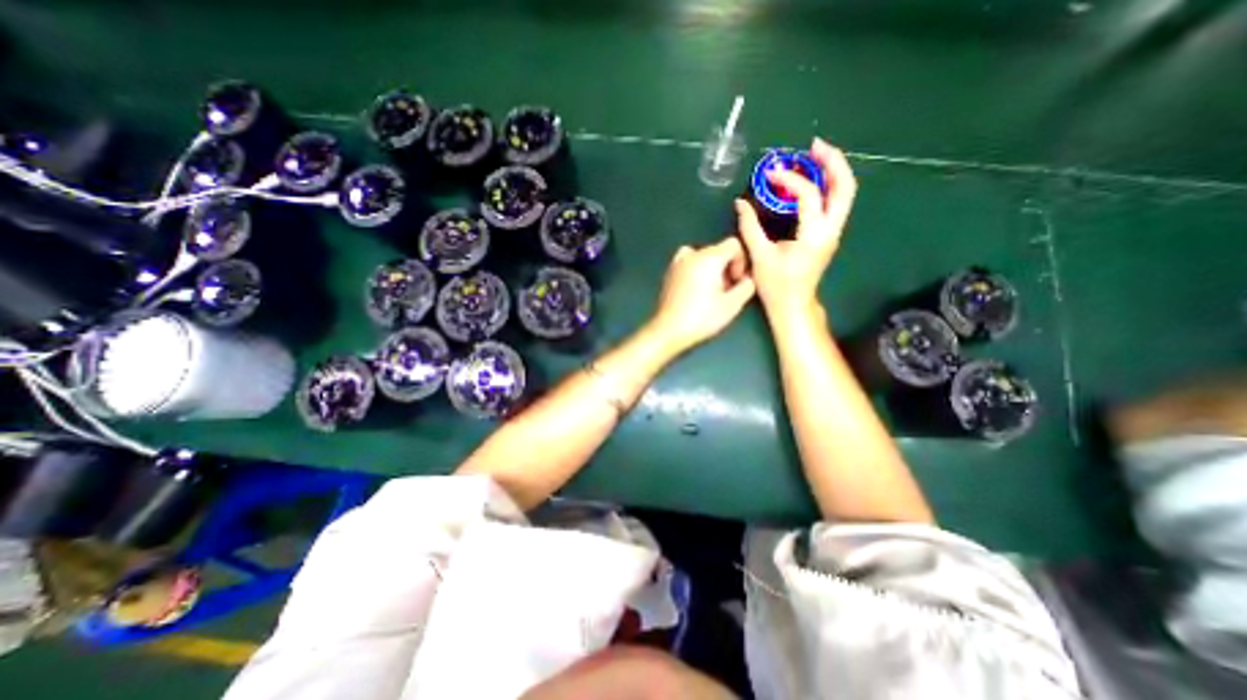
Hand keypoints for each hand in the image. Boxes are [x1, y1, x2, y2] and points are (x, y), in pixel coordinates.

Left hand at [648, 235, 754, 354]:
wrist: (668, 331)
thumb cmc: (702, 318)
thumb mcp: (733, 305)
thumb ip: (747, 286)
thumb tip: (748, 279)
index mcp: (708, 257)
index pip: (734, 244)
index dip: (741, 261)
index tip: (737, 282)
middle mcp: (691, 254)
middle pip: (718, 250)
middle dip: (726, 268)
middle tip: (727, 291)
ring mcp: (677, 263)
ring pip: (703, 257)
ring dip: (712, 270)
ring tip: (712, 292)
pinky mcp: (669, 274)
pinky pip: (689, 264)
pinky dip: (697, 272)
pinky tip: (697, 292)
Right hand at [737, 133, 859, 319]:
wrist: (793, 305)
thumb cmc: (777, 286)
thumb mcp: (760, 257)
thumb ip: (749, 228)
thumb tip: (740, 204)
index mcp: (814, 236)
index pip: (809, 196)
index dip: (790, 180)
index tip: (770, 175)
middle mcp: (831, 230)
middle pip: (845, 186)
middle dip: (832, 162)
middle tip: (812, 147)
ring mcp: (833, 232)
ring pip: (845, 193)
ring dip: (833, 170)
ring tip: (814, 155)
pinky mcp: (828, 235)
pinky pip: (835, 202)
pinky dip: (827, 185)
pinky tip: (810, 180)